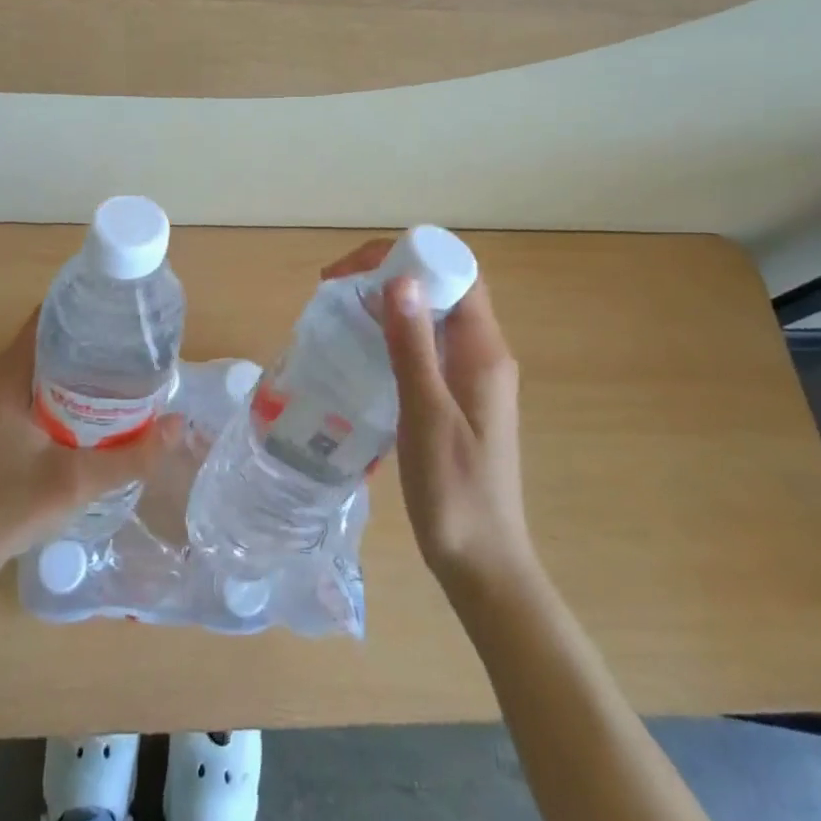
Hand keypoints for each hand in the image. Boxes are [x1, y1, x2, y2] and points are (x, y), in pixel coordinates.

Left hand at [0, 309, 182, 582]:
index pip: (49, 316)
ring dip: (82, 361)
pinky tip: (99, 399)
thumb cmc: (9, 507)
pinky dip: (67, 382)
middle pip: (50, 335)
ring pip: (45, 360)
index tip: (126, 313)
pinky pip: (37, 381)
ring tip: (127, 366)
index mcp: (6, 373)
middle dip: (93, 336)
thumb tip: (180, 425)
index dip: (88, 307)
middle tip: (138, 343)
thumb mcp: (77, 481)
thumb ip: (133, 455)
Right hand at [322, 240, 533, 595]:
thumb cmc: (455, 494)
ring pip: (432, 312)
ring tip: (341, 307)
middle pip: (443, 284)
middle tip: (337, 285)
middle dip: (391, 270)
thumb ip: (414, 346)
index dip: (408, 255)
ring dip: (390, 298)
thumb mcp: (427, 416)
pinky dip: (394, 329)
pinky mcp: (457, 394)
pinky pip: (427, 341)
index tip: (355, 269)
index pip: (455, 271)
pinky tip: (362, 345)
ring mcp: (471, 374)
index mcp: (484, 351)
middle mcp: (483, 353)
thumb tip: (399, 278)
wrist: (483, 565)